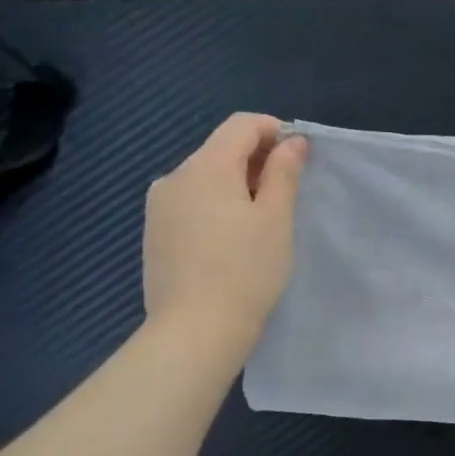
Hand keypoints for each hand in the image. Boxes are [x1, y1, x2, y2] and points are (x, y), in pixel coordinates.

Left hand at [142, 113, 306, 352]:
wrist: (195, 330)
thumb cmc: (246, 270)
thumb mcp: (276, 217)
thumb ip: (283, 172)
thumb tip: (292, 141)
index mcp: (206, 166)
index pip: (241, 125)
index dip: (275, 130)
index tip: (300, 158)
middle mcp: (175, 176)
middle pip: (221, 149)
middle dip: (257, 160)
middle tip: (288, 194)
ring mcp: (159, 206)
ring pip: (205, 178)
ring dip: (236, 185)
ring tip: (261, 222)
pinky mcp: (154, 233)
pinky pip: (191, 203)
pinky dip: (216, 206)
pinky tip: (232, 241)